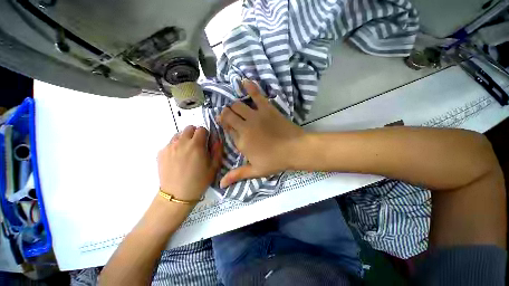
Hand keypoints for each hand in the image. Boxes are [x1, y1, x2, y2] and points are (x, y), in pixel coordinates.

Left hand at [157, 126, 222, 200]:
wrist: (177, 195)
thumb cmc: (199, 181)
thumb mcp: (214, 167)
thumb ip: (217, 150)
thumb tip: (217, 140)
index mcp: (196, 145)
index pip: (201, 129)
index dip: (206, 134)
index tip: (207, 142)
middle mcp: (181, 142)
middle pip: (189, 128)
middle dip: (195, 133)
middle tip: (198, 145)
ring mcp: (169, 147)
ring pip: (179, 134)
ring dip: (185, 139)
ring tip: (187, 151)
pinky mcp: (161, 153)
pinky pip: (170, 143)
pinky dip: (176, 146)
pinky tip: (178, 158)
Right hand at [217, 80, 305, 187]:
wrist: (295, 149)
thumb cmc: (275, 161)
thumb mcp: (255, 171)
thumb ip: (237, 175)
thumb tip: (220, 185)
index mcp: (241, 141)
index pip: (227, 129)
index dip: (225, 126)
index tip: (226, 126)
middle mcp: (245, 127)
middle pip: (229, 114)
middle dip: (226, 114)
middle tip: (229, 116)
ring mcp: (256, 116)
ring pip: (238, 105)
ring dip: (234, 105)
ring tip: (235, 107)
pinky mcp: (267, 109)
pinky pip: (257, 95)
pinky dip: (250, 87)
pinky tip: (244, 81)